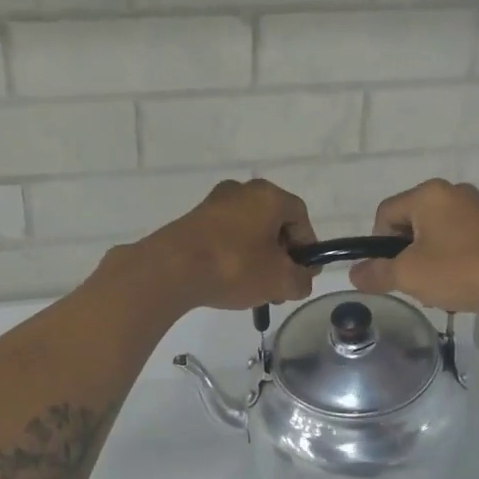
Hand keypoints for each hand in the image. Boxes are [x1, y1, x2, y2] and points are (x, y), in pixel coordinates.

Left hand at [140, 179, 316, 311]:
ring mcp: (215, 203)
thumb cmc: (235, 266)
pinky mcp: (194, 219)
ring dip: (258, 257)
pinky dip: (234, 254)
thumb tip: (301, 280)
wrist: (171, 269)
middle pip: (274, 222)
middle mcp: (243, 190)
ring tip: (254, 289)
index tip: (303, 274)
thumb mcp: (279, 280)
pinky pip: (226, 235)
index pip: (300, 217)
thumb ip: (301, 281)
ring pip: (249, 230)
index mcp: (269, 196)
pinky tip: (229, 280)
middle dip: (281, 255)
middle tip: (279, 285)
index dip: (307, 247)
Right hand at [349, 179, 478, 316]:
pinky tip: (459, 284)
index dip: (378, 244)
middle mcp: (452, 191)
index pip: (385, 213)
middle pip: (410, 223)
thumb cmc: (460, 271)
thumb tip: (354, 274)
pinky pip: (458, 239)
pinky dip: (451, 260)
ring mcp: (476, 208)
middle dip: (405, 255)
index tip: (389, 271)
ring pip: (434, 234)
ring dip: (428, 260)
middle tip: (413, 282)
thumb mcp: (409, 275)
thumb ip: (376, 273)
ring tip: (438, 288)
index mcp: (428, 194)